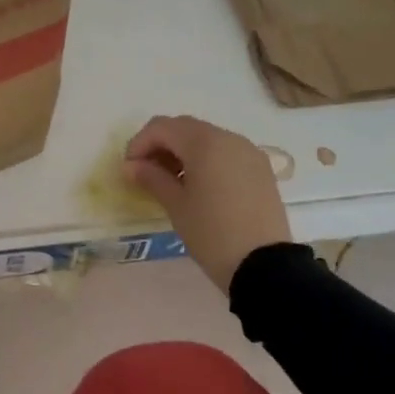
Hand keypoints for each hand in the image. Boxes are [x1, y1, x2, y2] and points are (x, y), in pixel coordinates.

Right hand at [124, 115, 293, 292]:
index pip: (161, 127)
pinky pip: (226, 152)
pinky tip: (199, 185)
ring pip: (206, 138)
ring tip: (171, 181)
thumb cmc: (212, 234)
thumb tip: (131, 166)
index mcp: (205, 143)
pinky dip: (206, 159)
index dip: (139, 144)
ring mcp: (248, 151)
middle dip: (161, 144)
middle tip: (146, 173)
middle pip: (184, 127)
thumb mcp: (176, 206)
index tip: (129, 169)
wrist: (265, 266)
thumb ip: (152, 178)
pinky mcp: (260, 168)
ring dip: (183, 151)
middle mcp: (228, 138)